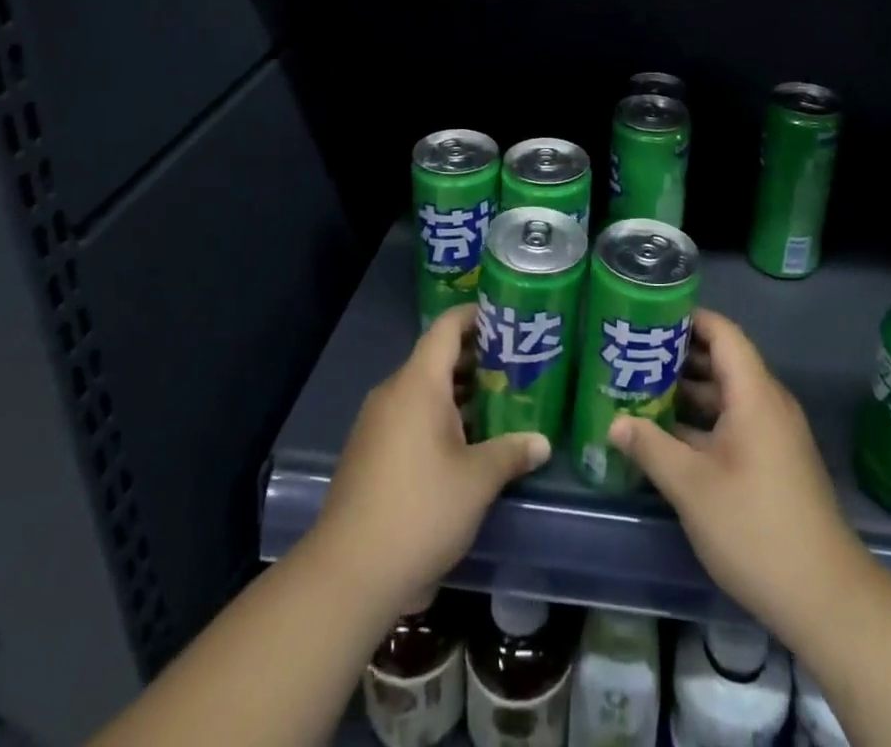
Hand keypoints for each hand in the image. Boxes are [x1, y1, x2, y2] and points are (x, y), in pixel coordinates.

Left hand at [312, 304, 549, 615]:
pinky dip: (439, 417)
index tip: (508, 318)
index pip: (447, 328)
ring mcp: (377, 423)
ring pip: (424, 391)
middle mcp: (394, 393)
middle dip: (477, 359)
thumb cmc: (420, 511)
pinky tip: (467, 443)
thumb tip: (542, 442)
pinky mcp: (370, 452)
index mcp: (418, 384)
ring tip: (500, 403)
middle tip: (517, 366)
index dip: (476, 316)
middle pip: (437, 358)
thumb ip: (511, 453)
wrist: (348, 574)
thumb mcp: (477, 481)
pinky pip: (410, 416)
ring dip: (460, 393)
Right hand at [608, 309, 865, 640]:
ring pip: (727, 394)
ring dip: (688, 391)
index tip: (648, 316)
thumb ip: (651, 447)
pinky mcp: (774, 460)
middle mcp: (768, 403)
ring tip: (641, 389)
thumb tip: (614, 422)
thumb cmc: (755, 528)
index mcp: (754, 394)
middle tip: (633, 353)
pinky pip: (735, 421)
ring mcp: (773, 433)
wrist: (826, 598)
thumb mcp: (692, 486)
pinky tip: (668, 435)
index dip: (688, 317)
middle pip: (723, 360)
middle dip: (678, 355)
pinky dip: (703, 419)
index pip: (722, 332)